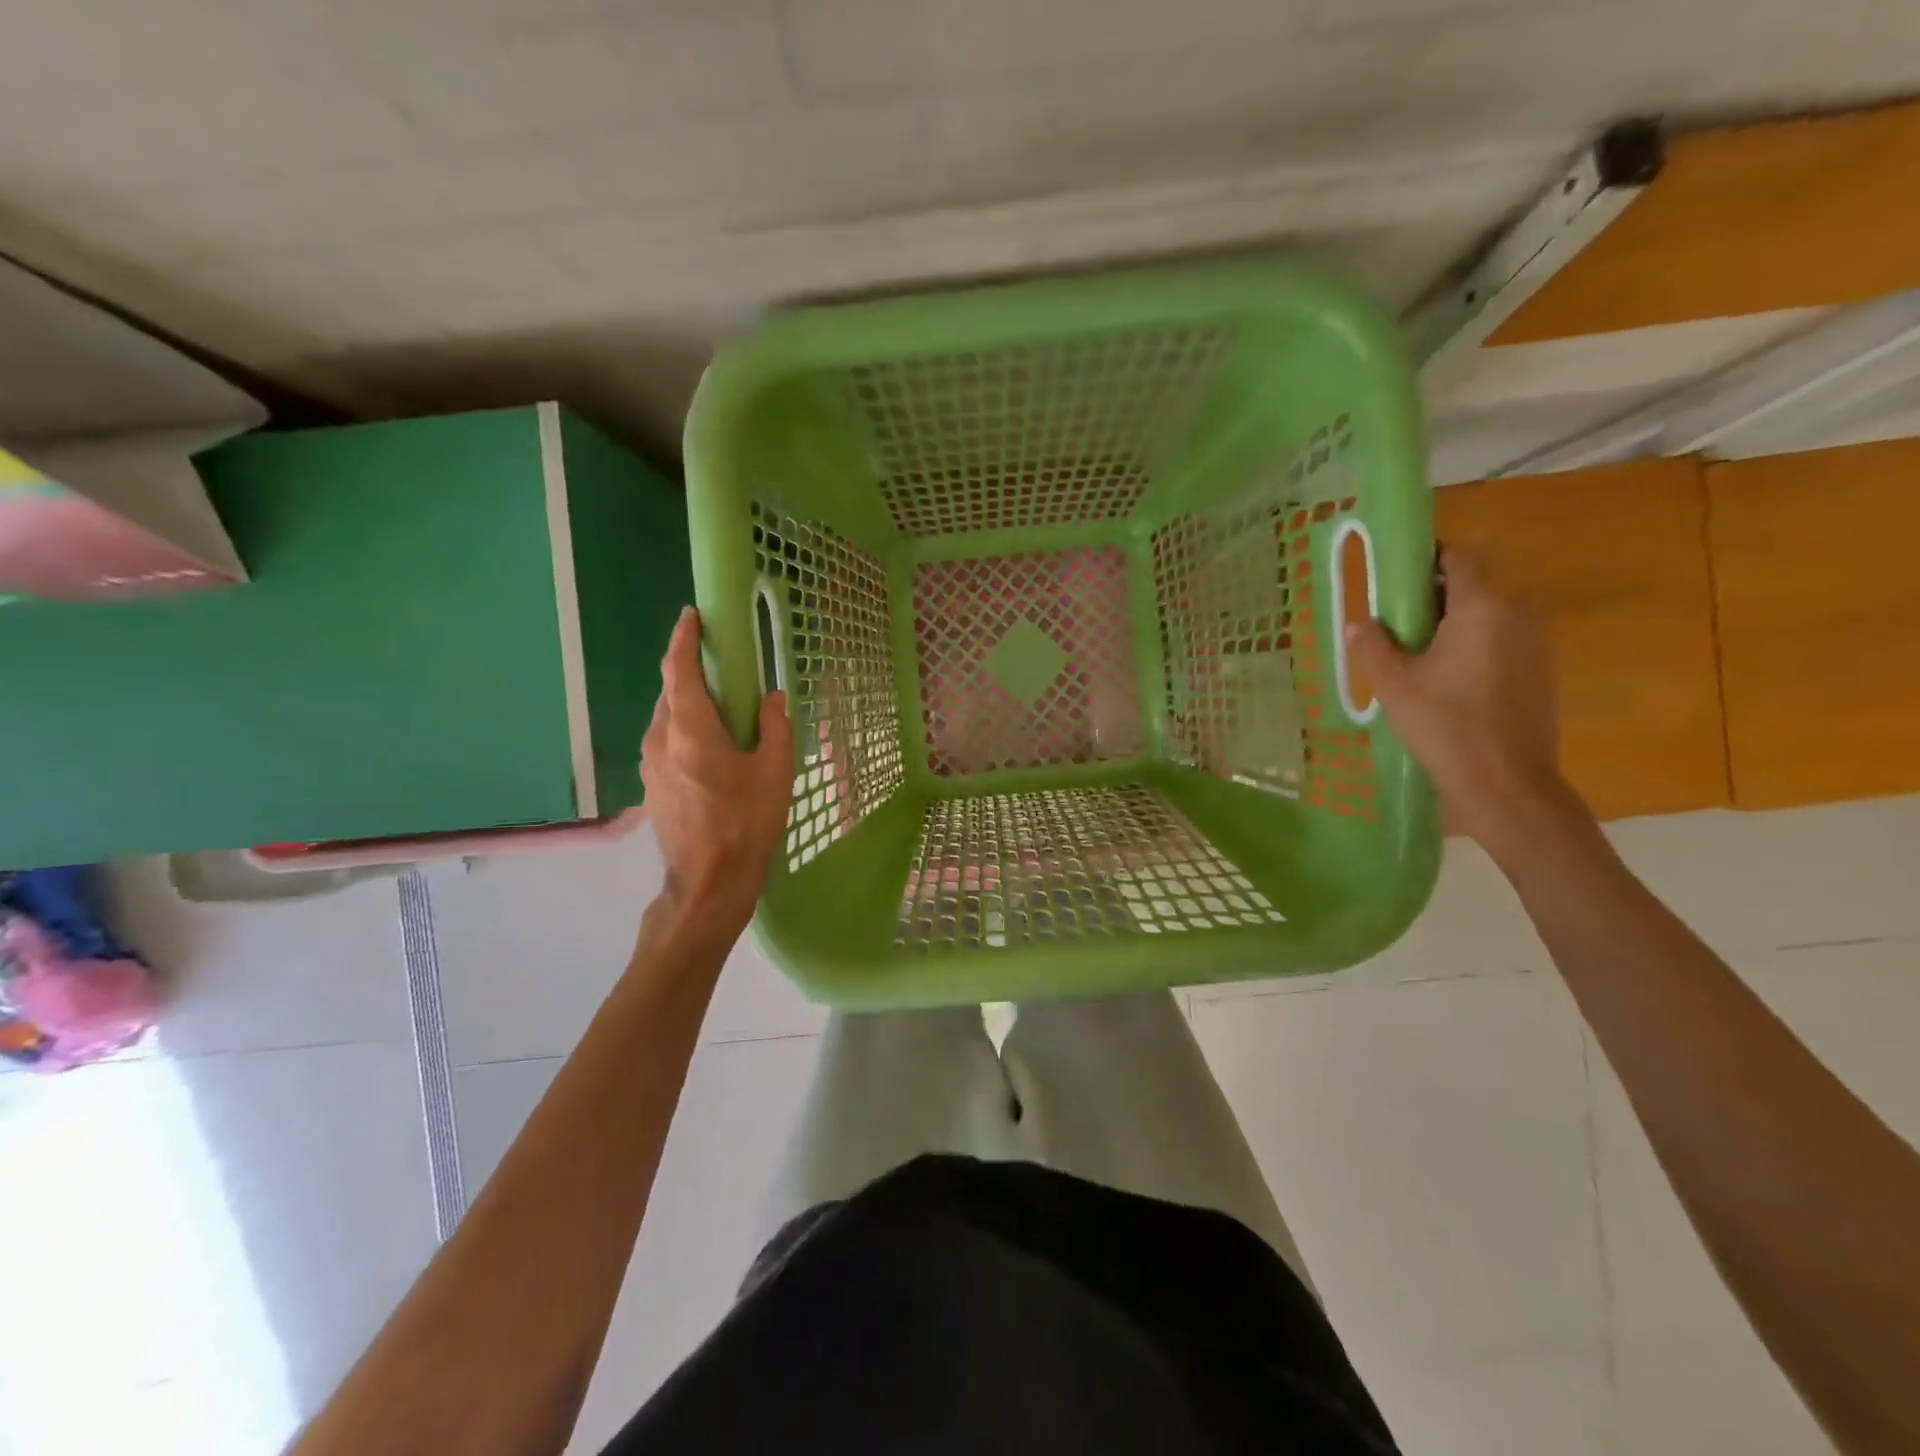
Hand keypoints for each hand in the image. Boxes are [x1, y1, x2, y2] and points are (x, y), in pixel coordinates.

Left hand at [640, 607, 792, 933]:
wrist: (709, 884)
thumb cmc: (746, 824)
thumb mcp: (775, 773)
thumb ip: (774, 727)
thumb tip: (770, 698)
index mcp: (691, 731)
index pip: (678, 671)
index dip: (683, 639)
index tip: (692, 616)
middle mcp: (661, 740)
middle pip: (670, 693)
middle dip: (691, 673)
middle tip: (722, 667)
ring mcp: (650, 765)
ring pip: (666, 719)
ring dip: (688, 704)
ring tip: (721, 710)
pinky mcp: (651, 787)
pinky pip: (665, 742)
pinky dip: (684, 730)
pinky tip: (710, 748)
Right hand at [1344, 548, 1572, 843]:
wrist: (1506, 782)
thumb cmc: (1444, 725)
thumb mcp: (1394, 685)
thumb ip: (1373, 647)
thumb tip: (1359, 624)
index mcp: (1482, 608)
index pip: (1460, 558)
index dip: (1429, 557)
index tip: (1397, 572)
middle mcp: (1518, 615)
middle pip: (1476, 585)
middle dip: (1437, 593)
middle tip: (1397, 618)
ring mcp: (1537, 644)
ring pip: (1491, 615)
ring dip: (1456, 621)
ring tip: (1418, 650)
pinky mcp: (1542, 672)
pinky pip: (1504, 641)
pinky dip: (1476, 645)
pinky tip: (1448, 677)